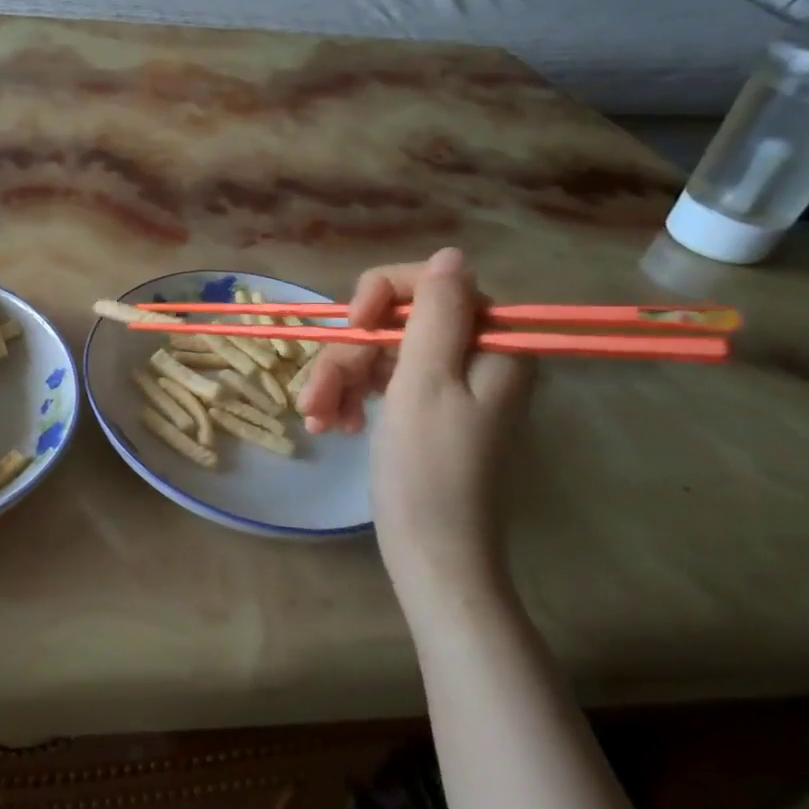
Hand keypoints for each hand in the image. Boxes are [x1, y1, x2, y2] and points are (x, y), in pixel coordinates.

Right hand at [299, 249, 531, 591]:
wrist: (429, 553)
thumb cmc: (429, 470)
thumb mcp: (426, 383)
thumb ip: (437, 314)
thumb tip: (452, 255)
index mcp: (491, 345)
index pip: (433, 284)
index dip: (385, 294)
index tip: (354, 324)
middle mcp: (472, 357)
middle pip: (396, 320)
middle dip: (350, 354)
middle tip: (318, 394)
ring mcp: (444, 383)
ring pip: (378, 351)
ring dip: (338, 380)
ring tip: (316, 418)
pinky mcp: (420, 407)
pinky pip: (377, 381)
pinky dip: (348, 398)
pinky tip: (329, 425)